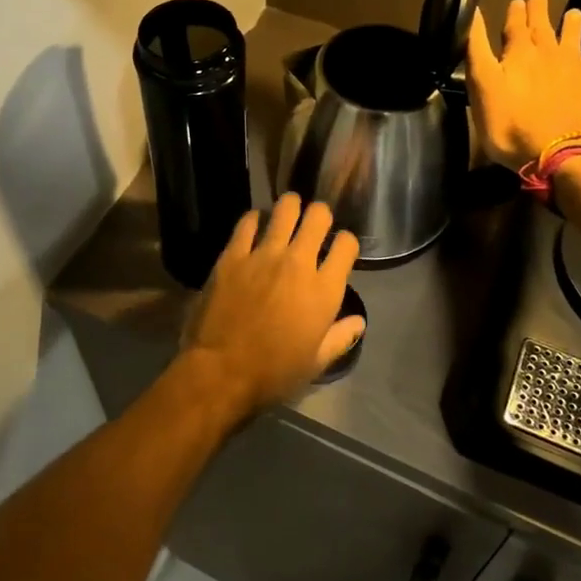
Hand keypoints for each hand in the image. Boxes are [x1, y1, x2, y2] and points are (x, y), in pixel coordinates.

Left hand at [180, 194, 363, 415]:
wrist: (221, 372)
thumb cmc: (274, 373)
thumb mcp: (315, 363)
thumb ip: (340, 337)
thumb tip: (359, 322)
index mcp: (324, 290)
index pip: (346, 245)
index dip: (345, 243)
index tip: (338, 250)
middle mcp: (299, 263)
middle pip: (318, 216)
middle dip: (320, 215)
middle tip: (313, 225)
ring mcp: (264, 255)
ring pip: (285, 208)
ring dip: (290, 207)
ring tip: (287, 214)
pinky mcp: (233, 255)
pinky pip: (247, 222)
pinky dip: (254, 220)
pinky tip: (254, 226)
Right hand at [467, 0, 580, 167]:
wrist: (562, 155)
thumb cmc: (511, 123)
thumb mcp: (483, 86)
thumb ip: (477, 50)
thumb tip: (472, 13)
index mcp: (519, 54)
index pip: (515, 26)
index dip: (515, 13)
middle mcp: (548, 56)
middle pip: (543, 28)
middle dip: (539, 10)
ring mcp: (572, 74)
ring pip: (572, 42)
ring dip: (571, 27)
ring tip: (574, 13)